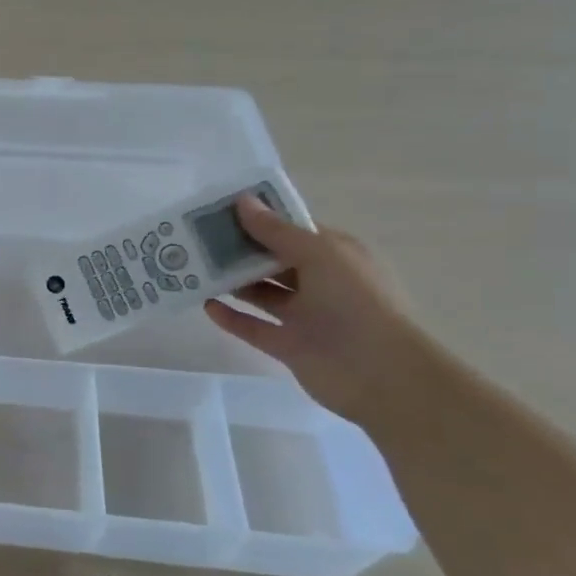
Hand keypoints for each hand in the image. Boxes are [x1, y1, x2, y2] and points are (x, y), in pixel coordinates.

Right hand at [204, 196, 430, 422]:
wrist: (381, 374)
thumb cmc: (356, 302)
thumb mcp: (319, 254)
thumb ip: (276, 231)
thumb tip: (242, 201)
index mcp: (336, 256)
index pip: (293, 230)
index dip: (260, 219)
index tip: (219, 210)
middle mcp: (322, 282)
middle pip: (273, 260)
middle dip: (240, 249)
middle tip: (197, 238)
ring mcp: (305, 316)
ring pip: (262, 293)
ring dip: (232, 282)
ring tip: (194, 268)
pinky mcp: (289, 345)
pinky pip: (254, 327)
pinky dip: (231, 317)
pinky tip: (205, 305)